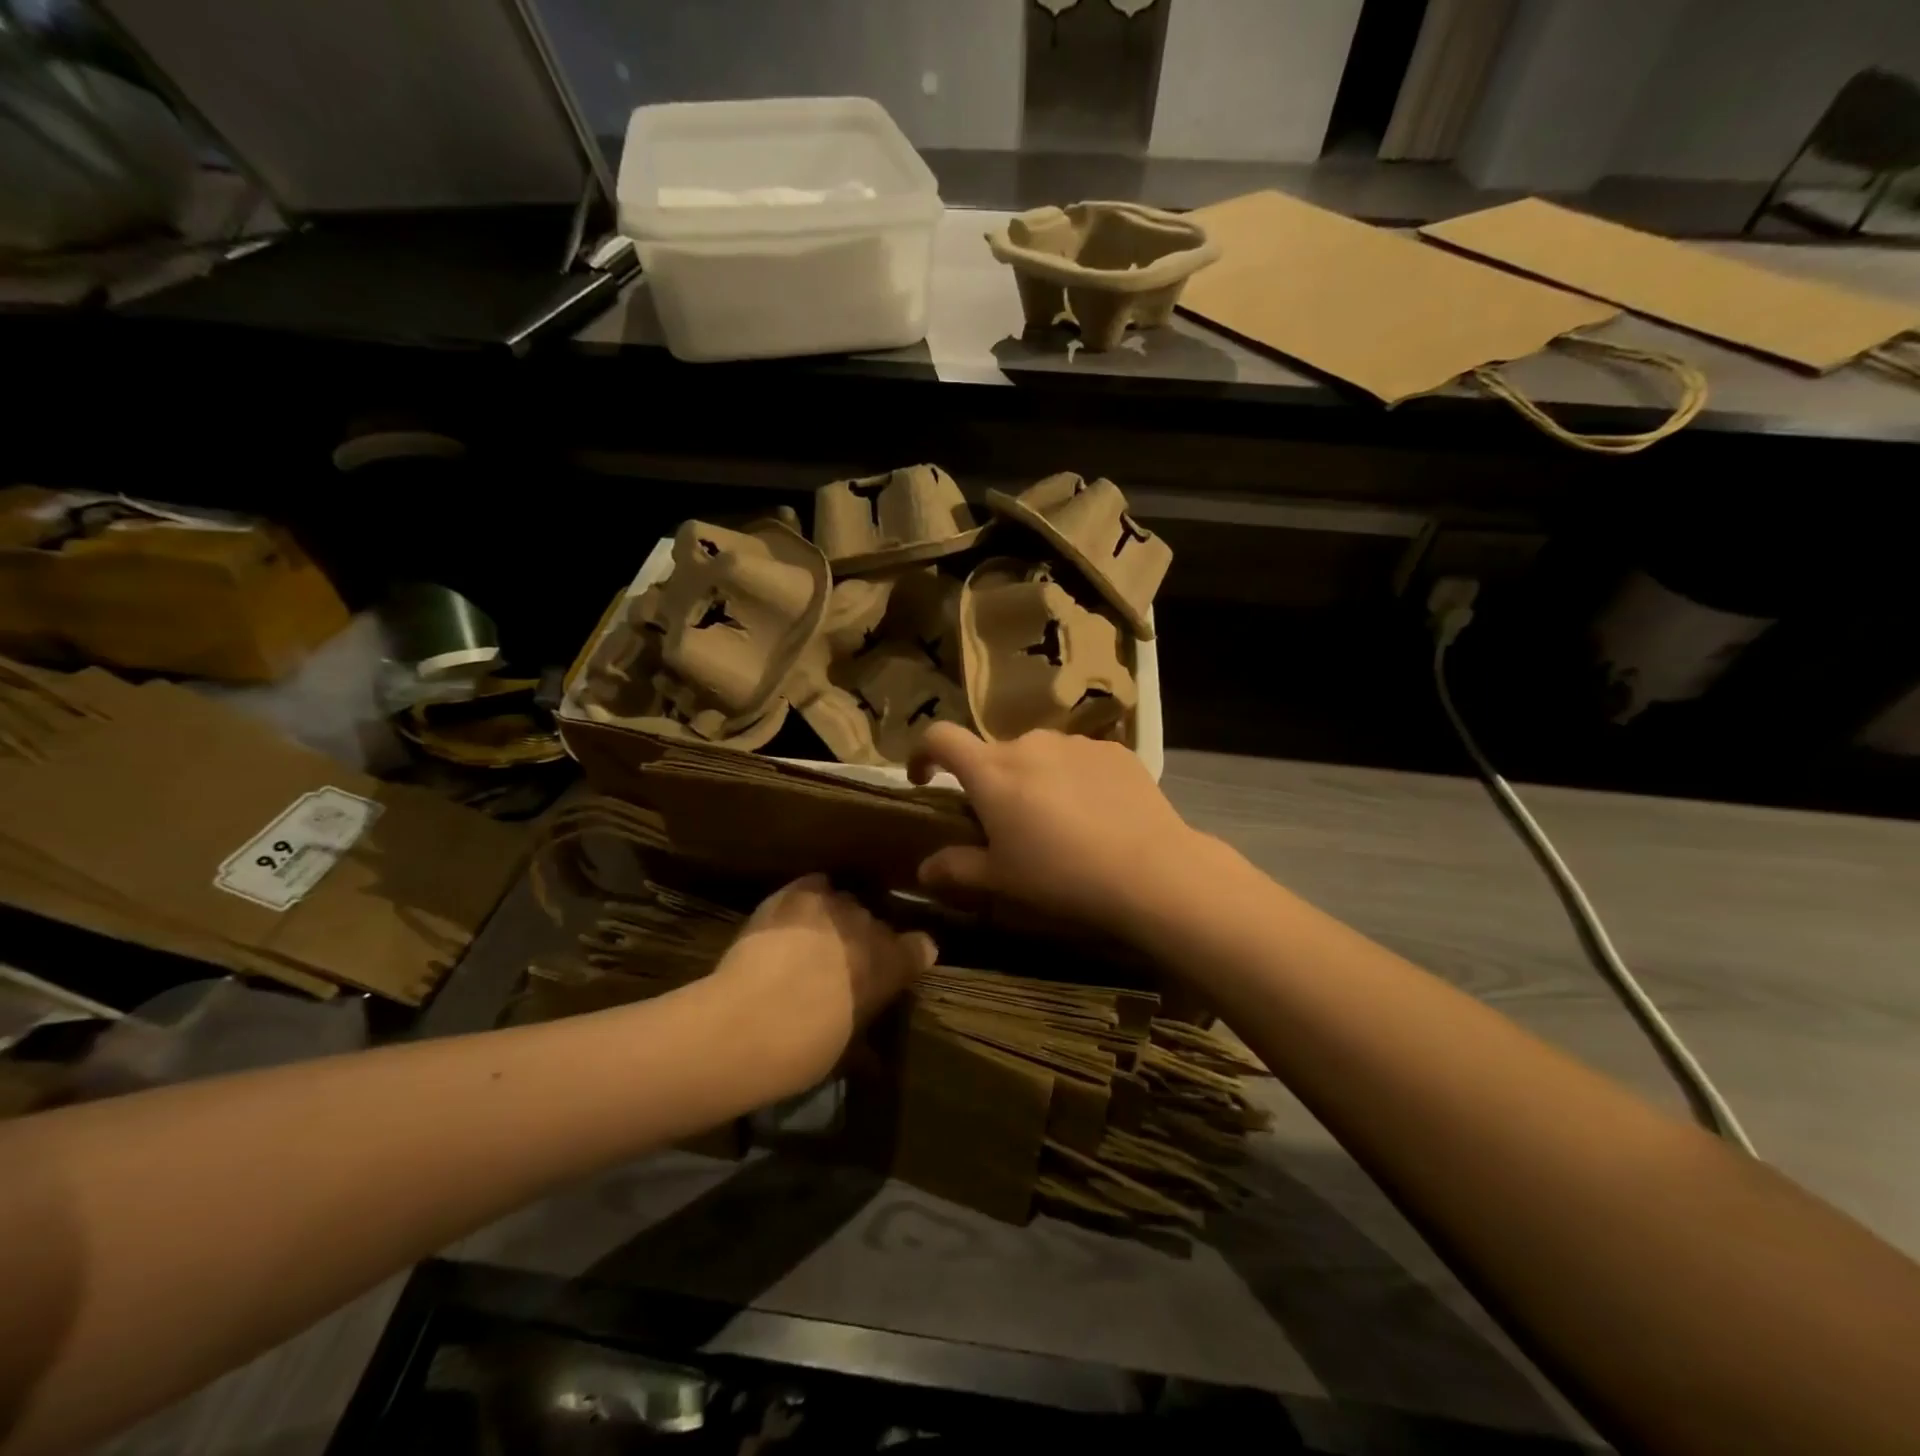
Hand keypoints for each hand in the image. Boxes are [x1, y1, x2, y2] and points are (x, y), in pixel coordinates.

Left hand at [705, 875, 935, 1092]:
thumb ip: (865, 1030)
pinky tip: (792, 917)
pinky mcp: (797, 893)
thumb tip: (871, 1049)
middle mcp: (871, 925)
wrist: (748, 1024)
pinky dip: (807, 900)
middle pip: (876, 923)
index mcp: (893, 964)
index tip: (896, 971)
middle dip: (864, 941)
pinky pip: (813, 886)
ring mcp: (834, 904)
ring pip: (844, 902)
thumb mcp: (846, 1050)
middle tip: (841, 965)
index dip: (908, 957)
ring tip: (813, 940)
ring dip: (836, 920)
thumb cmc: (805, 1049)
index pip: (921, 947)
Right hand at [908, 724, 1205, 934]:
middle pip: (994, 754)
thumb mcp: (1002, 878)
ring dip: (1035, 778)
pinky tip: (1096, 812)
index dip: (923, 752)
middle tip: (1006, 823)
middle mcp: (1029, 743)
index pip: (941, 737)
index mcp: (992, 771)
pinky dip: (1074, 778)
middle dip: (990, 782)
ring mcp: (1075, 742)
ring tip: (1057, 819)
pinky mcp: (1114, 750)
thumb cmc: (1061, 874)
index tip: (925, 777)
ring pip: (1039, 754)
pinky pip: (1079, 758)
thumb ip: (957, 867)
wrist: (1150, 869)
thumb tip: (923, 868)